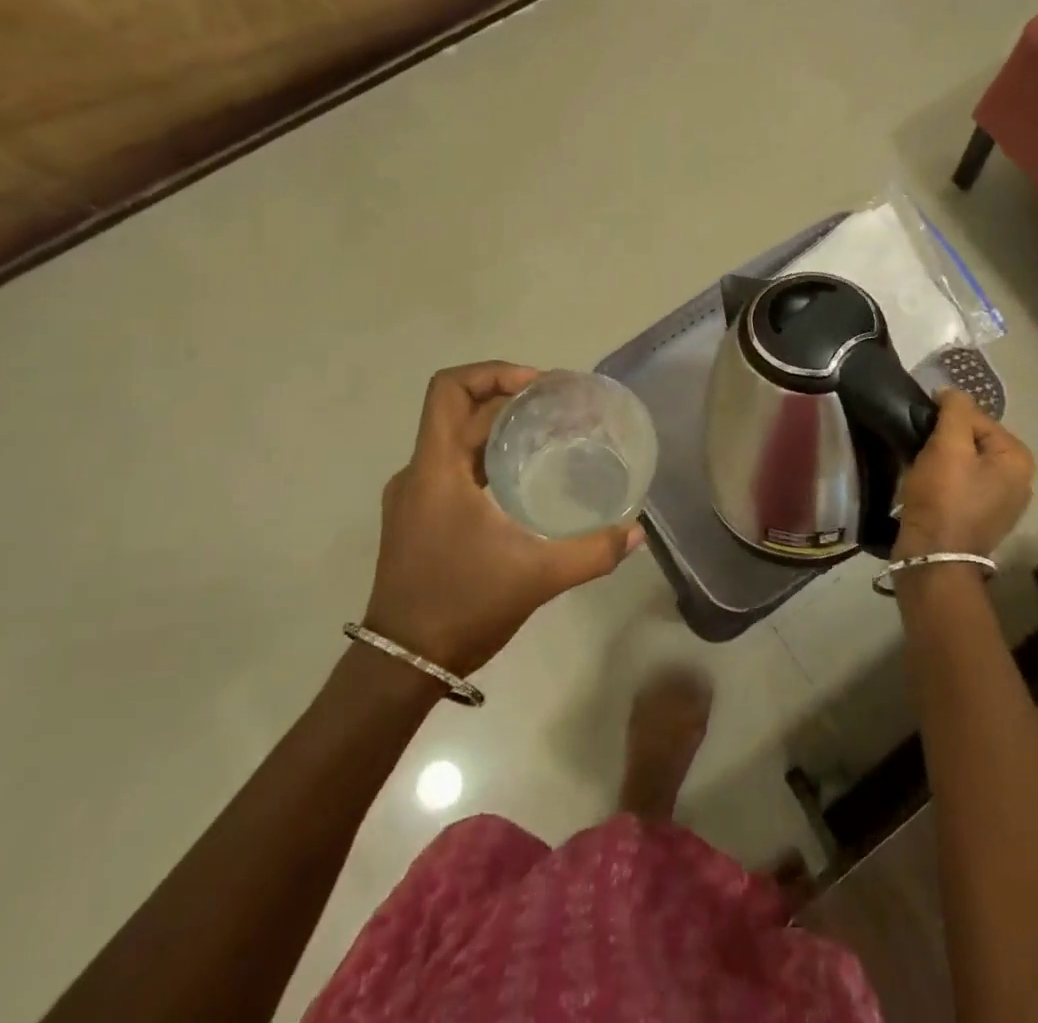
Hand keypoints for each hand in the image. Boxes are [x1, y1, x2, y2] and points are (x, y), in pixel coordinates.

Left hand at [363, 362, 643, 674]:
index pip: (449, 389)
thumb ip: (591, 552)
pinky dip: (489, 458)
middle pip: (461, 411)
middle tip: (561, 409)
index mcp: (436, 470)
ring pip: (458, 440)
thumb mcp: (536, 577)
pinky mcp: (419, 518)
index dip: (494, 372)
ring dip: (500, 429)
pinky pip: (454, 467)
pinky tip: (524, 480)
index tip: (539, 386)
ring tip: (551, 436)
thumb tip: (636, 533)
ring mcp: (415, 496)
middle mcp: (419, 472)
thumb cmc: (461, 607)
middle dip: (511, 400)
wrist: (401, 665)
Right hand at [894, 389, 1035, 558]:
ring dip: (941, 460)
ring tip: (918, 468)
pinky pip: (961, 484)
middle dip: (944, 440)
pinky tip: (925, 487)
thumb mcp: (949, 445)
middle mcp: (1019, 479)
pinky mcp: (981, 518)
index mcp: (1018, 458)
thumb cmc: (944, 498)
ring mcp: (1002, 502)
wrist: (933, 559)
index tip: (921, 429)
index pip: (977, 417)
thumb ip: (955, 410)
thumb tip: (951, 392)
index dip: (945, 418)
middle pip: (972, 439)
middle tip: (918, 449)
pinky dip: (943, 480)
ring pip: (964, 462)